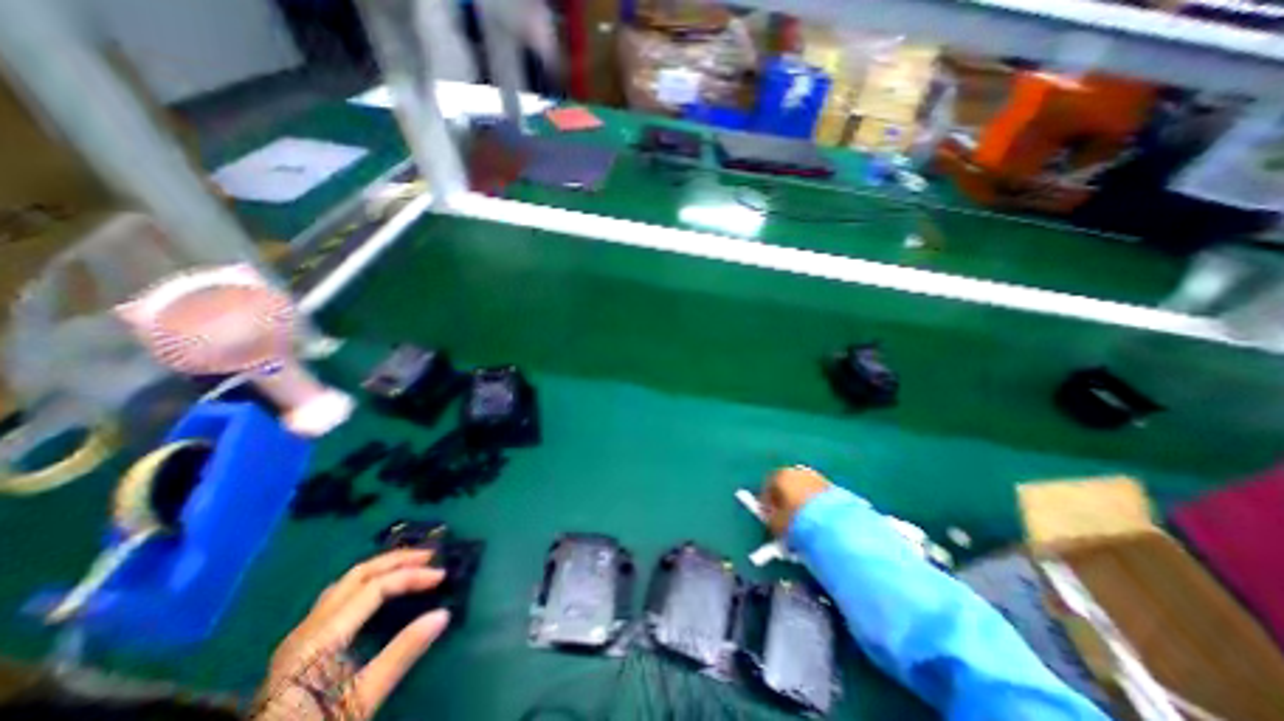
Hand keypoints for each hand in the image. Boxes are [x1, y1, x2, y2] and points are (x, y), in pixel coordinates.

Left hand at [250, 549, 450, 718]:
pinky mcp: (299, 647)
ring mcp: (299, 636)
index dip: (412, 576)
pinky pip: (337, 596)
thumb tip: (443, 614)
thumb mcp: (360, 701)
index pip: (375, 587)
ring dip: (381, 567)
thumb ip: (401, 654)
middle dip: (397, 560)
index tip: (442, 576)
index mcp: (321, 638)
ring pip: (345, 583)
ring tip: (410, 565)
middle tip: (430, 556)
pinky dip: (366, 582)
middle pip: (357, 575)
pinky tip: (379, 590)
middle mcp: (308, 627)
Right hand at [760, 468, 833, 534]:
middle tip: (786, 517)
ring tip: (803, 520)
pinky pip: (816, 494)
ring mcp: (816, 476)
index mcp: (780, 475)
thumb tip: (770, 515)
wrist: (836, 525)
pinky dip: (814, 503)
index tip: (770, 517)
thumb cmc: (798, 522)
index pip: (768, 486)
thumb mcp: (776, 524)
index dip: (767, 503)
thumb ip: (770, 517)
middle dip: (785, 499)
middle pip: (786, 484)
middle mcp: (797, 471)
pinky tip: (817, 518)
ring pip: (802, 488)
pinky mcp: (833, 486)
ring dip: (800, 500)